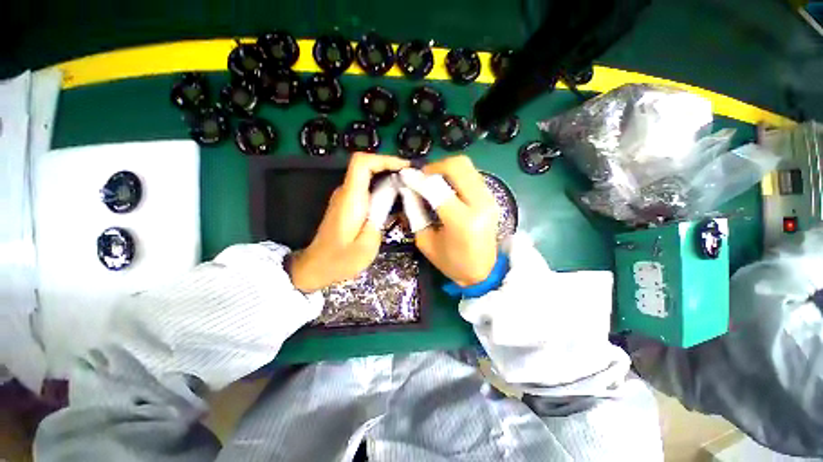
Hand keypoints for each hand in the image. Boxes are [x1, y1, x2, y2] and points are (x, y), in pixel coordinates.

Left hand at [289, 153, 409, 291]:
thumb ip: (379, 218)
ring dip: (388, 178)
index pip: (362, 163)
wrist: (316, 267)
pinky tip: (395, 201)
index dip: (384, 159)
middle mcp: (346, 193)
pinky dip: (382, 189)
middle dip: (391, 168)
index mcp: (351, 199)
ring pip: (368, 177)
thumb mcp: (367, 244)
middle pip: (367, 167)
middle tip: (413, 179)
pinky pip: (366, 189)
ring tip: (408, 188)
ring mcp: (345, 198)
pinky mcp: (347, 205)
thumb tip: (390, 199)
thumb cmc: (341, 259)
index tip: (405, 167)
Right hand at [408, 156, 498, 285]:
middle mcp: (480, 204)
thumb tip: (408, 189)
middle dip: (435, 166)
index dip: (417, 179)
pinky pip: (472, 175)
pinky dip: (456, 175)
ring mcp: (490, 199)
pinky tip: (446, 187)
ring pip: (467, 167)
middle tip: (421, 177)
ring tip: (432, 181)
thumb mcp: (426, 241)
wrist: (483, 272)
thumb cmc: (451, 262)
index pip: (437, 188)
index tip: (404, 175)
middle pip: (458, 166)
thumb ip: (415, 212)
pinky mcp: (492, 198)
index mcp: (462, 221)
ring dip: (446, 169)